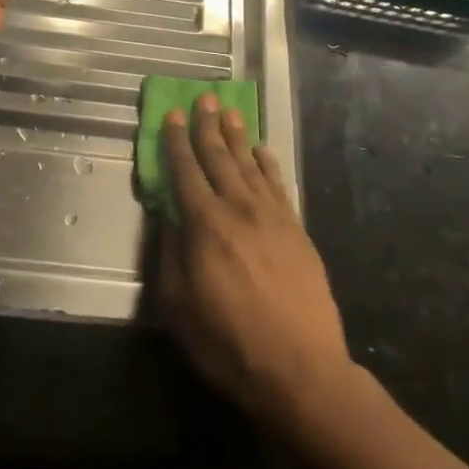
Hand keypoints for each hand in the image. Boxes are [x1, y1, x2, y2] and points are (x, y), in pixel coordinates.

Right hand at [156, 96, 351, 423]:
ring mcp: (271, 217)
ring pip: (249, 164)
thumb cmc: (228, 343)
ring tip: (229, 111)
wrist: (300, 370)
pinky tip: (262, 150)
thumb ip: (169, 254)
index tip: (172, 114)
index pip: (185, 171)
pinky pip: (278, 185)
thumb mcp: (177, 306)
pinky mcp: (296, 230)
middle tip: (202, 97)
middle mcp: (237, 209)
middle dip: (207, 126)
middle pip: (218, 157)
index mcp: (204, 225)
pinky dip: (268, 164)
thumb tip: (168, 216)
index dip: (176, 141)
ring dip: (237, 136)